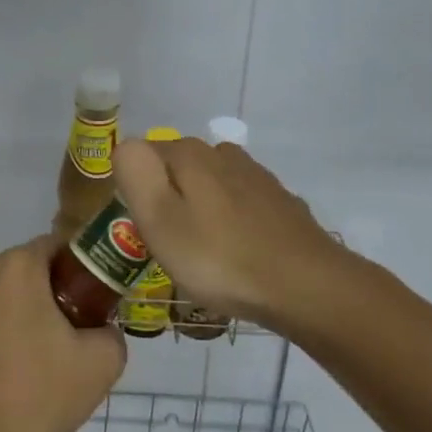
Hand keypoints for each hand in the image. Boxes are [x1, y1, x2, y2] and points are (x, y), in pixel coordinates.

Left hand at [0, 236, 125, 431]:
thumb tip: (101, 331)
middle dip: (28, 299)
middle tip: (45, 342)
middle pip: (11, 275)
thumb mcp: (101, 366)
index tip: (80, 306)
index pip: (53, 249)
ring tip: (1, 366)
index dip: (71, 274)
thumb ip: (110, 334)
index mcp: (15, 267)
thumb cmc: (34, 397)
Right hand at [113, 137, 350, 330]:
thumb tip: (125, 146)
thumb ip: (135, 173)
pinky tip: (236, 253)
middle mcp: (222, 153)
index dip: (136, 191)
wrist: (306, 286)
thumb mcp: (159, 219)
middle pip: (177, 169)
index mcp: (188, 153)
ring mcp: (255, 176)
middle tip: (169, 246)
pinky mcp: (279, 202)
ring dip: (200, 211)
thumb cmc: (220, 257)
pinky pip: (239, 205)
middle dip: (168, 199)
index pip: (143, 156)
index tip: (142, 228)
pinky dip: (230, 223)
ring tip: (202, 253)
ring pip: (210, 186)